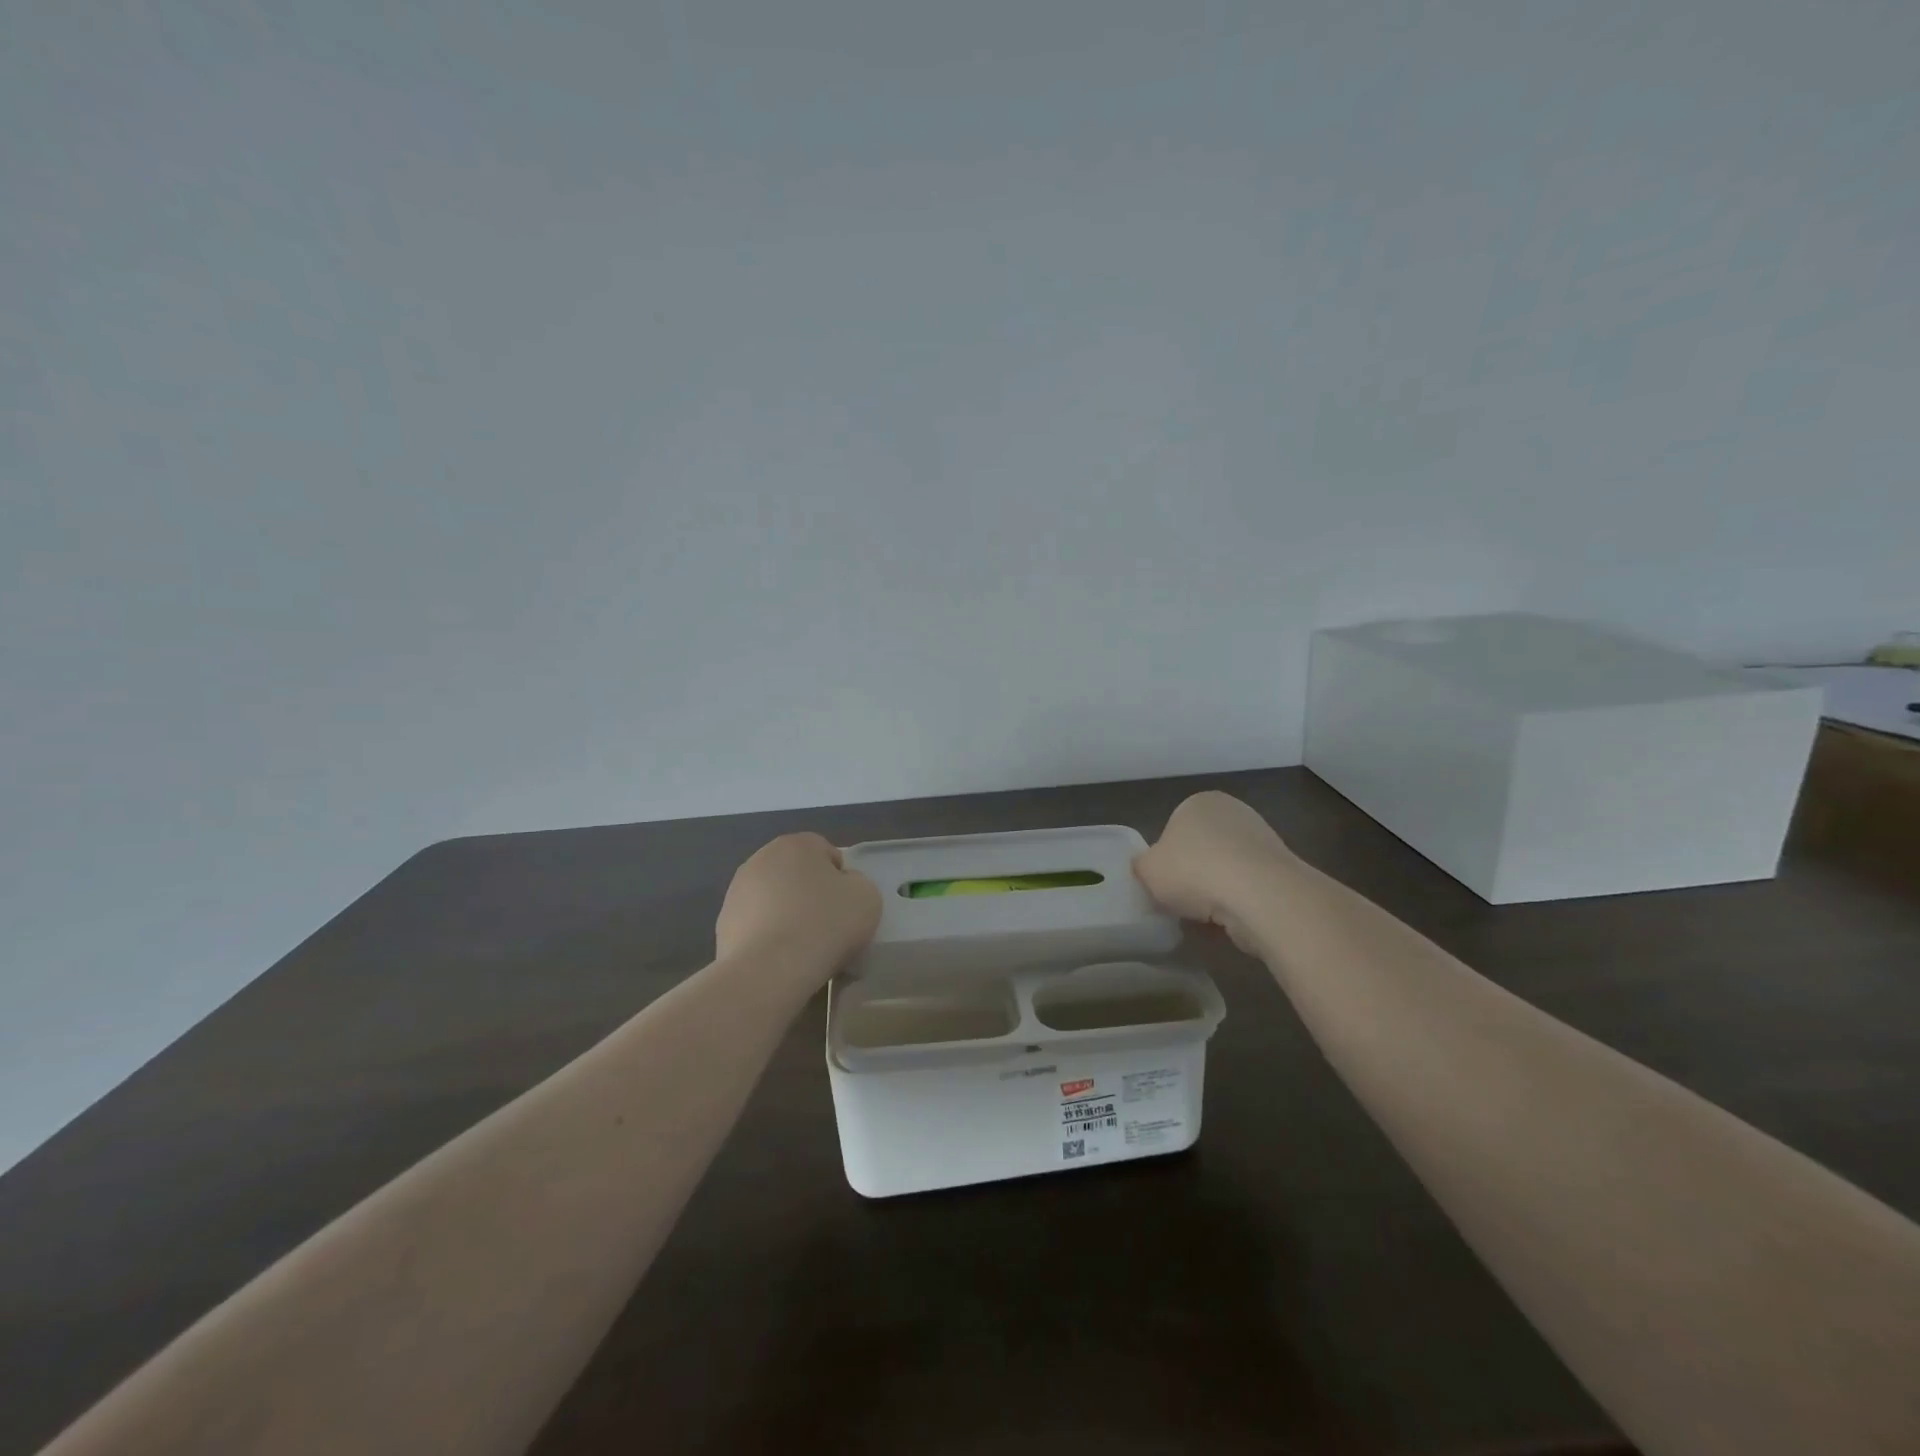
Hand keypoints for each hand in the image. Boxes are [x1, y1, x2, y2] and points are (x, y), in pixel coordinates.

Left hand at [715, 833, 880, 978]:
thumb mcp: (867, 897)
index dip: (841, 879)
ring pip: (773, 899)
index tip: (846, 907)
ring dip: (786, 914)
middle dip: (809, 894)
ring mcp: (737, 891)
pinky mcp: (722, 924)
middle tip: (827, 926)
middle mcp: (761, 858)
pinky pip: (756, 925)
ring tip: (802, 948)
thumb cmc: (824, 924)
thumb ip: (857, 883)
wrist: (769, 971)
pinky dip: (767, 937)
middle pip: (796, 873)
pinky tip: (780, 959)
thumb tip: (841, 887)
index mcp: (796, 844)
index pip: (826, 852)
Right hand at [1133, 791, 1295, 952]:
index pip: (1174, 829)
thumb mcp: (1147, 869)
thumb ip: (1142, 866)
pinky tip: (1230, 921)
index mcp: (1199, 802)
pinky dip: (1237, 904)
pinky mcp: (1281, 870)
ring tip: (1205, 916)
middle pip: (1201, 849)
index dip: (1165, 859)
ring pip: (1226, 871)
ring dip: (1215, 892)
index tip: (1163, 883)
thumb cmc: (1194, 871)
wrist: (1259, 895)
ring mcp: (1262, 840)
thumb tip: (1148, 868)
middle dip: (1192, 875)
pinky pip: (1248, 889)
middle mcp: (1233, 812)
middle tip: (1180, 901)